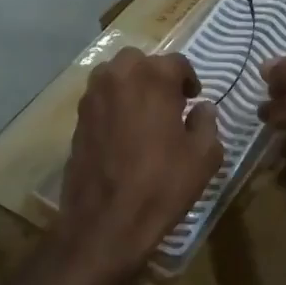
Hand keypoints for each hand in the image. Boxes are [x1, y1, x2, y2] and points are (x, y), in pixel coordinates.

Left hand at [56, 49, 222, 284]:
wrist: (106, 223)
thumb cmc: (162, 185)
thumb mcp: (204, 157)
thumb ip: (207, 123)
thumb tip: (203, 108)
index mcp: (153, 78)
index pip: (177, 62)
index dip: (190, 79)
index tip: (194, 99)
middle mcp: (119, 77)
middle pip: (140, 61)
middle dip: (156, 75)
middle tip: (169, 103)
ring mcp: (92, 97)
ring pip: (114, 75)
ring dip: (131, 85)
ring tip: (144, 114)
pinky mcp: (77, 120)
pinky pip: (100, 98)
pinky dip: (114, 105)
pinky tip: (124, 133)